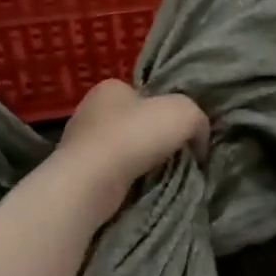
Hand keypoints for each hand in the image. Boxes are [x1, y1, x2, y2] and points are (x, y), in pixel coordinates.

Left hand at [52, 80, 209, 218]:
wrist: (92, 181)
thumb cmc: (135, 135)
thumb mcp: (185, 113)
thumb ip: (199, 121)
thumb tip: (199, 143)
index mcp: (110, 88)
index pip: (143, 95)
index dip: (165, 111)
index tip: (180, 132)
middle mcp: (90, 110)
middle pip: (133, 122)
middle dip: (152, 138)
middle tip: (175, 156)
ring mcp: (79, 142)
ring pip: (122, 149)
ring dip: (139, 162)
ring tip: (160, 177)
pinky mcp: (77, 172)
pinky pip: (110, 172)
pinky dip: (125, 179)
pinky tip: (138, 188)